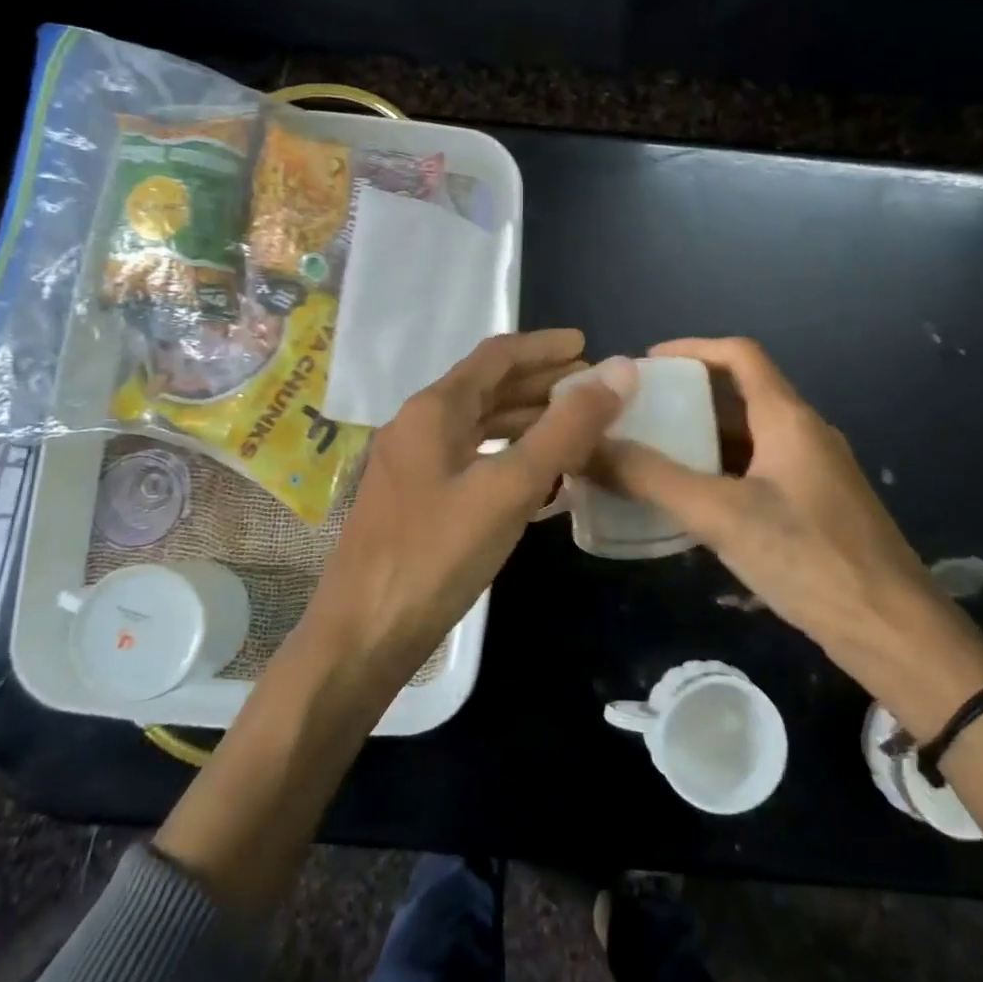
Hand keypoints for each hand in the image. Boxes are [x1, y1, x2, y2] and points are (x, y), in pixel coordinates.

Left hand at [305, 329, 637, 683]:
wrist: (362, 635)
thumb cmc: (436, 555)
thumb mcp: (509, 488)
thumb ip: (566, 429)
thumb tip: (619, 370)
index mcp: (434, 410)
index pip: (496, 356)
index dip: (545, 347)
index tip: (588, 346)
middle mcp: (418, 427)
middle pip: (488, 388)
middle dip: (541, 384)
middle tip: (593, 390)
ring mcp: (413, 466)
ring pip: (480, 427)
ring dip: (528, 422)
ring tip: (578, 430)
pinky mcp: (417, 501)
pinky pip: (472, 462)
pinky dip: (509, 458)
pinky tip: (542, 480)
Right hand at [593, 337, 982, 735]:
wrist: (892, 630)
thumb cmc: (809, 559)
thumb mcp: (721, 515)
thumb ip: (652, 479)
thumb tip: (588, 447)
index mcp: (789, 419)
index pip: (739, 355)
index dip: (691, 349)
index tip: (643, 364)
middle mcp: (804, 435)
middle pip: (740, 396)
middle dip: (686, 398)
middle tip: (635, 415)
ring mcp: (813, 474)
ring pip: (748, 439)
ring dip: (700, 440)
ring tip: (649, 454)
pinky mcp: (814, 510)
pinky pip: (756, 473)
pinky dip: (719, 474)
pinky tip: (688, 503)